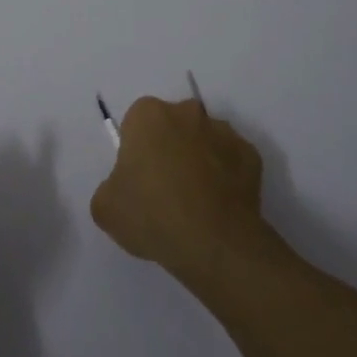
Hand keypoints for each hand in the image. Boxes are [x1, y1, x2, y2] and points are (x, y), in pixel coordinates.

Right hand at [90, 96, 271, 292]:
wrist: (214, 244)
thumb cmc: (152, 215)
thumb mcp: (105, 207)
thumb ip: (110, 186)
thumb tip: (125, 188)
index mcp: (148, 115)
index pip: (137, 123)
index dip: (136, 150)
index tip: (138, 179)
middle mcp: (187, 112)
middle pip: (173, 125)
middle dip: (169, 147)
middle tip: (165, 188)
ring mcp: (224, 132)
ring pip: (204, 140)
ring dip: (199, 160)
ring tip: (196, 202)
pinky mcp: (251, 156)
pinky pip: (232, 162)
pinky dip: (226, 177)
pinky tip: (218, 207)